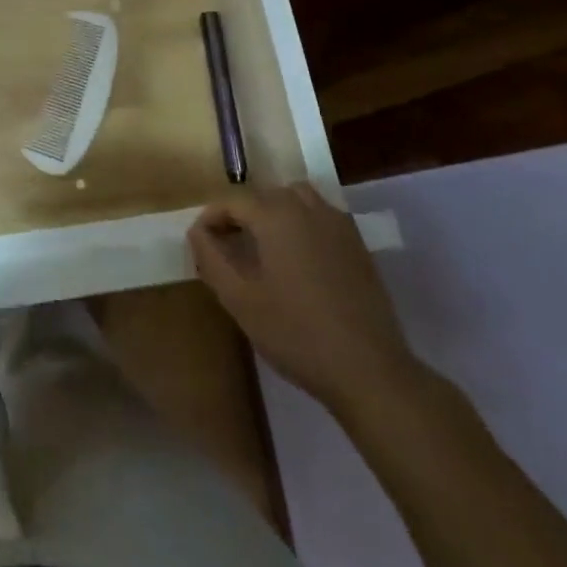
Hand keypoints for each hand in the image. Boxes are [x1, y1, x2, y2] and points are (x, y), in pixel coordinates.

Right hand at [189, 184, 420, 416]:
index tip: (200, 244)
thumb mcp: (240, 300)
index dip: (211, 219)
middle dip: (241, 215)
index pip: (232, 202)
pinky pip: (322, 216)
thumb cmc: (296, 334)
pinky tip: (300, 260)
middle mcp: (307, 208)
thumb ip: (212, 259)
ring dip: (275, 213)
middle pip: (264, 196)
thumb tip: (197, 231)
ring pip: (296, 199)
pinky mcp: (358, 245)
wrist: (369, 370)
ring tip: (265, 247)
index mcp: (275, 215)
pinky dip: (303, 224)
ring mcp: (337, 224)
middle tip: (228, 248)